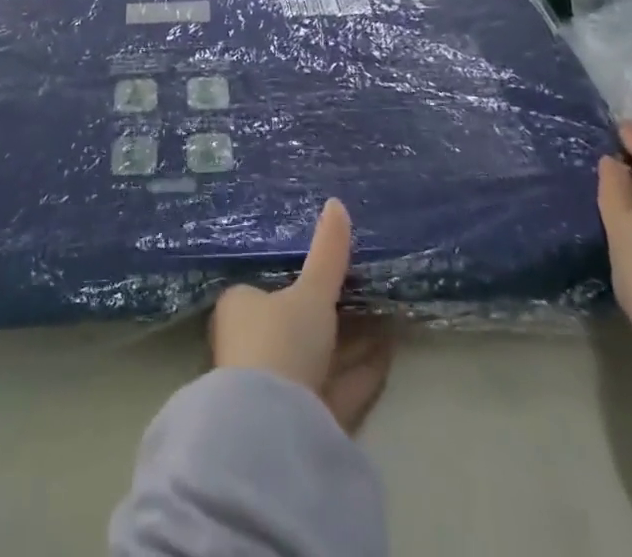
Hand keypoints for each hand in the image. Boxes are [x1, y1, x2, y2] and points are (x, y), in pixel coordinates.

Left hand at [209, 199, 395, 433]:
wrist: (274, 428)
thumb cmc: (279, 340)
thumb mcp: (310, 292)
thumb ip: (327, 253)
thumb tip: (337, 203)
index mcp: (241, 309)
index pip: (268, 288)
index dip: (300, 281)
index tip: (332, 271)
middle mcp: (253, 348)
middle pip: (298, 326)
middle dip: (335, 313)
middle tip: (369, 291)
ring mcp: (277, 389)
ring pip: (321, 359)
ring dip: (354, 342)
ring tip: (390, 315)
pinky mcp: (304, 422)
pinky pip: (336, 388)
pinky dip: (361, 371)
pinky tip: (391, 353)